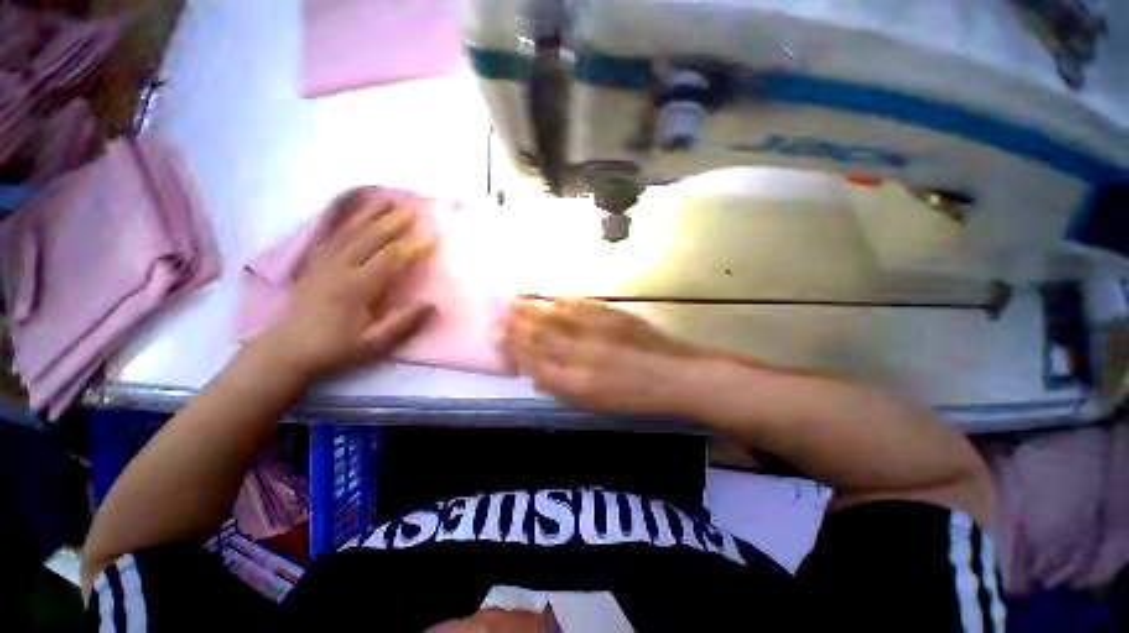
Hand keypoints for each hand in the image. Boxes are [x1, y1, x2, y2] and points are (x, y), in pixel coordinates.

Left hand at [256, 190, 436, 378]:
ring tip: (387, 199)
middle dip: (393, 221)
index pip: (389, 259)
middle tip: (413, 208)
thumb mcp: (373, 344)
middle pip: (370, 237)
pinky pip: (332, 236)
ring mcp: (323, 263)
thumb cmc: (334, 348)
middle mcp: (339, 268)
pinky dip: (347, 222)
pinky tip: (356, 214)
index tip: (432, 236)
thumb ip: (403, 323)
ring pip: (349, 231)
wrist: (286, 351)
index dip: (412, 246)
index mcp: (356, 287)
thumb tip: (432, 304)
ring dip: (370, 214)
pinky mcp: (314, 264)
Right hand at [502, 298, 704, 414]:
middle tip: (501, 316)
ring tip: (516, 302)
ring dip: (533, 309)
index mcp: (575, 384)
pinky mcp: (612, 316)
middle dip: (517, 326)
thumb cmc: (636, 398)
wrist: (675, 376)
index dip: (515, 350)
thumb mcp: (596, 405)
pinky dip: (563, 301)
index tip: (502, 340)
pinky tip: (553, 298)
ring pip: (555, 318)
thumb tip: (538, 375)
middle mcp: (580, 356)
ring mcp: (596, 332)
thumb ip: (563, 389)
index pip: (534, 364)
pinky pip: (580, 306)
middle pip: (540, 337)